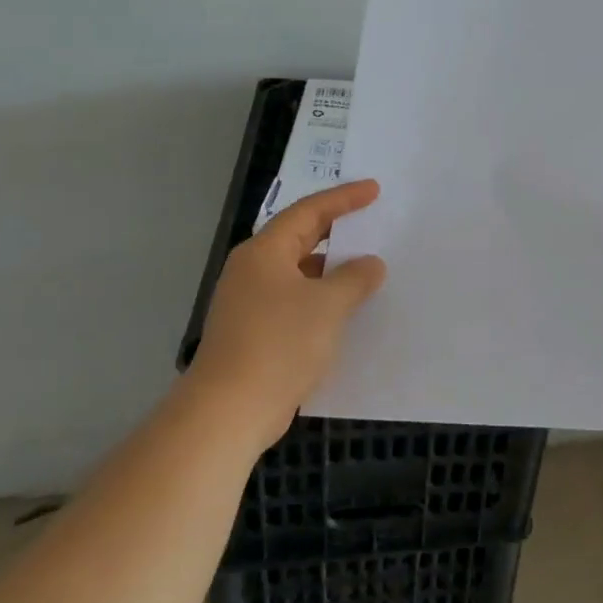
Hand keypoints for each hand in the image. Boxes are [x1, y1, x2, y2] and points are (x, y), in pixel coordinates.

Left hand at [191, 179, 387, 450]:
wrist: (228, 412)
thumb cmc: (279, 344)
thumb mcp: (328, 305)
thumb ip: (355, 278)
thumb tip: (371, 264)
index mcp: (265, 252)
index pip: (309, 211)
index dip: (344, 199)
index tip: (374, 190)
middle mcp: (253, 270)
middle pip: (300, 238)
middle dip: (336, 230)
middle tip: (371, 221)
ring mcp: (249, 303)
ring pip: (298, 272)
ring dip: (331, 269)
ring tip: (366, 268)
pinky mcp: (253, 333)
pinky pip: (294, 301)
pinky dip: (321, 298)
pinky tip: (345, 310)